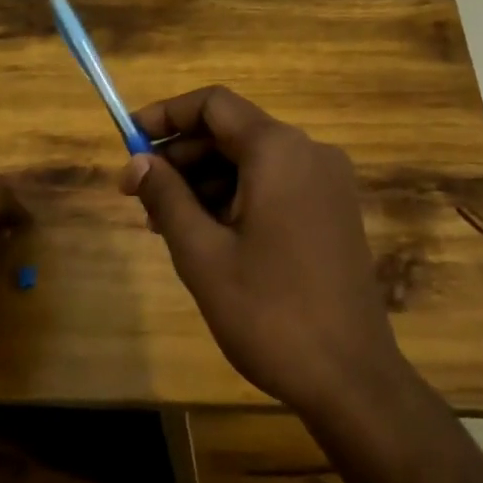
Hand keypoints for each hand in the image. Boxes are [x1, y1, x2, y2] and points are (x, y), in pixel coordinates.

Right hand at [121, 87, 404, 417]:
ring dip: (206, 180)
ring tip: (166, 223)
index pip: (214, 104)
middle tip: (139, 195)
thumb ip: (167, 198)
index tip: (130, 141)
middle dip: (182, 156)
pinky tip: (208, 233)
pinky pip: (276, 183)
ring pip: (253, 160)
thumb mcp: (203, 255)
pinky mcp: (334, 208)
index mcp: (278, 150)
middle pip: (233, 132)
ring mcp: (327, 180)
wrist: (352, 378)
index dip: (167, 115)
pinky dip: (237, 196)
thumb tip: (137, 162)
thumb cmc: (270, 313)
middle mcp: (308, 151)